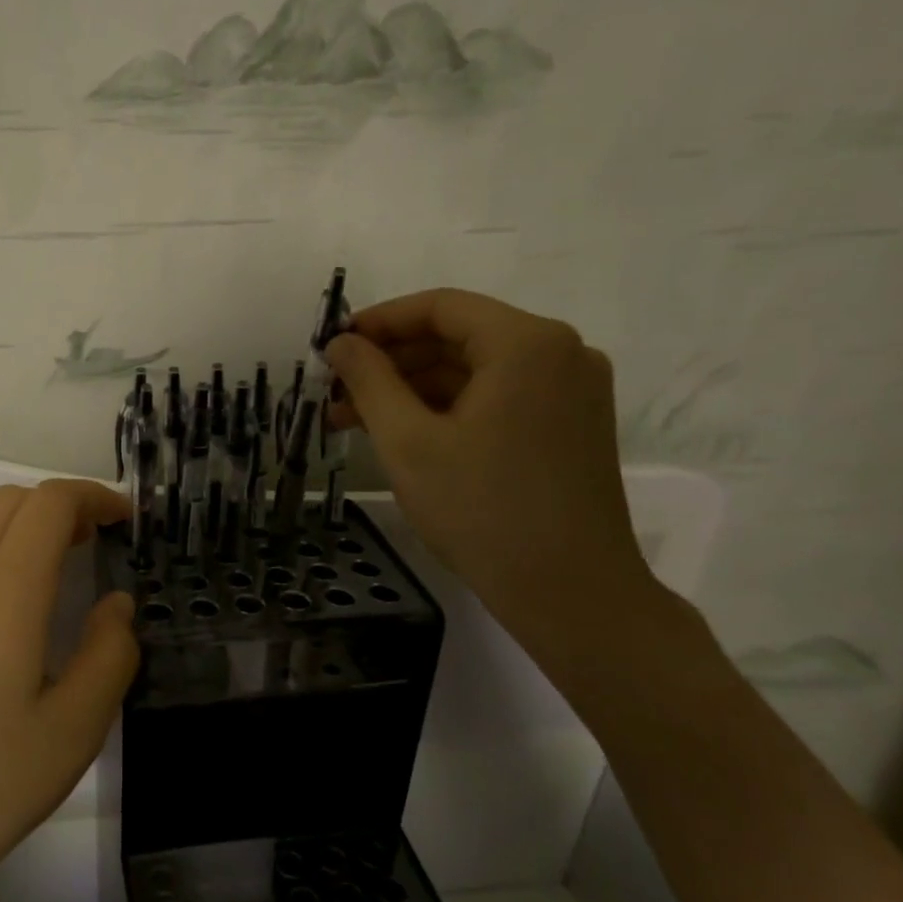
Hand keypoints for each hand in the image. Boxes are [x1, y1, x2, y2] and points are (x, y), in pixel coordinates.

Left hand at [0, 478, 137, 901]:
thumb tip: (115, 605)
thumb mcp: (69, 736)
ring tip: (45, 574)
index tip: (123, 519)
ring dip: (16, 526)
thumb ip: (107, 658)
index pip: (50, 504)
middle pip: (8, 502)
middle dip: (58, 507)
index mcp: (3, 591)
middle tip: (92, 546)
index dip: (92, 496)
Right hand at [325, 288, 654, 659]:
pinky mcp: (569, 426)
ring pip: (473, 371)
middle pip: (457, 337)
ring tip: (352, 419)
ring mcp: (570, 392)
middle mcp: (560, 353)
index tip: (331, 347)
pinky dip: (446, 409)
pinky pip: (496, 397)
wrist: (571, 594)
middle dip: (390, 361)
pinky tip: (400, 434)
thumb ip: (369, 380)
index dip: (378, 321)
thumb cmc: (482, 510)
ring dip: (411, 389)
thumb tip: (341, 343)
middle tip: (335, 391)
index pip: (440, 307)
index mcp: (527, 344)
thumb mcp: (408, 440)